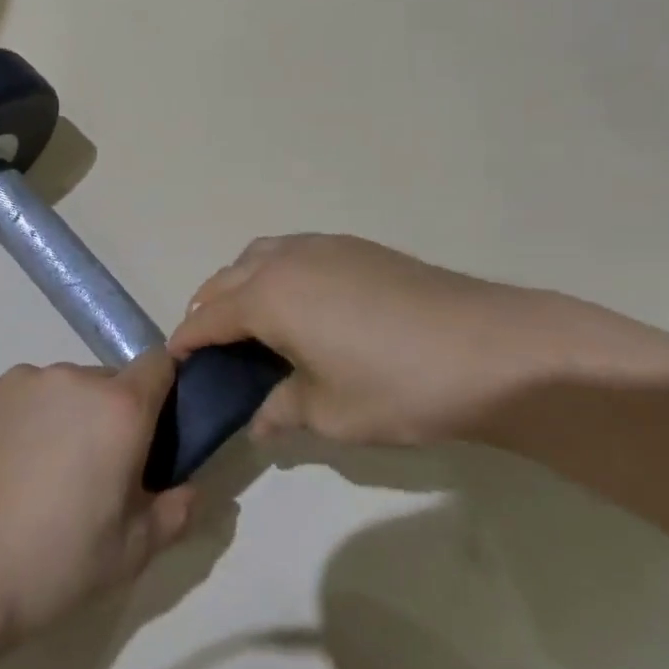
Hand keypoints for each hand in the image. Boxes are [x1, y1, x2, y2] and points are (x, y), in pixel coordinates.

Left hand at [0, 354, 195, 644]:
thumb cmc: (58, 561)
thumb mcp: (134, 551)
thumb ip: (176, 511)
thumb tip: (192, 488)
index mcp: (120, 407)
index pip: (159, 365)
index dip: (166, 390)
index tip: (158, 430)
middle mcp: (74, 378)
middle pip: (111, 382)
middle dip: (115, 415)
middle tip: (100, 470)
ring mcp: (26, 382)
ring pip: (68, 389)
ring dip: (71, 416)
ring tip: (49, 472)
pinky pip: (29, 396)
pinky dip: (33, 418)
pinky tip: (14, 465)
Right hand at [169, 234, 668, 448]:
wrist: (493, 351)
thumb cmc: (399, 386)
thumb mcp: (330, 412)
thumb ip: (283, 411)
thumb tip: (259, 421)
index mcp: (268, 297)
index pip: (209, 318)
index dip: (188, 342)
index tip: (175, 364)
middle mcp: (286, 260)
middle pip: (228, 280)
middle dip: (210, 311)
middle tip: (211, 351)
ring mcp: (324, 247)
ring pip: (260, 258)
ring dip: (242, 286)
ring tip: (252, 325)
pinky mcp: (357, 247)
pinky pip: (294, 253)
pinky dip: (277, 274)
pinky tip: (301, 307)